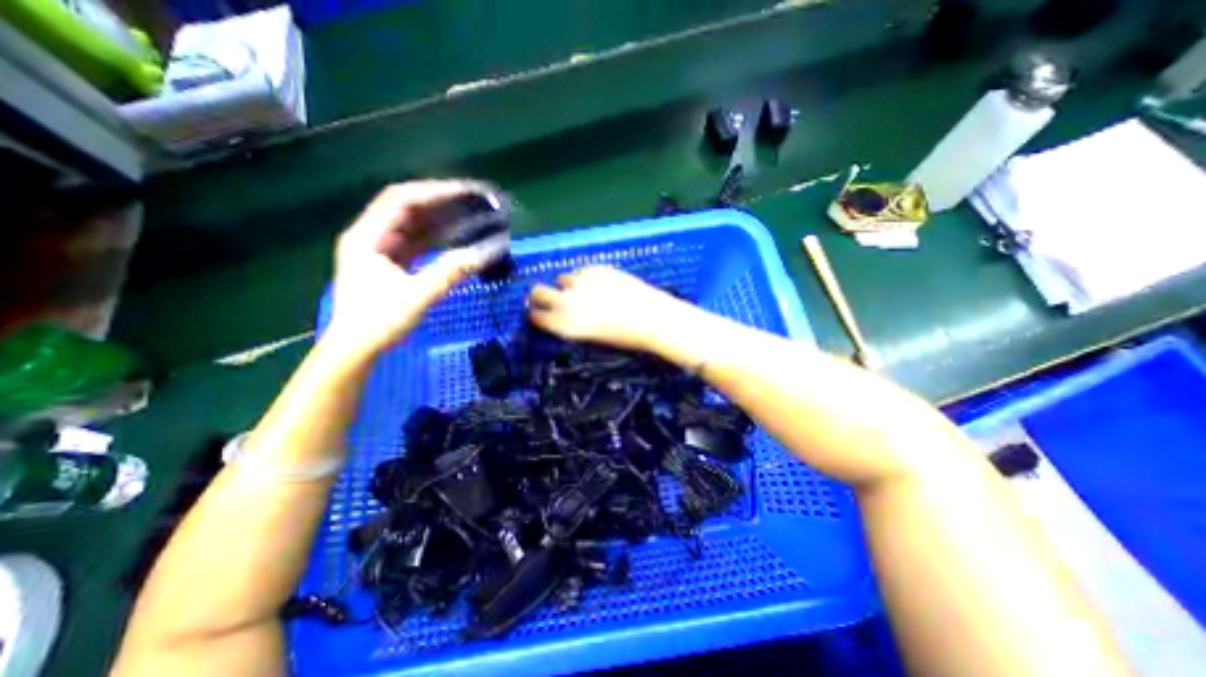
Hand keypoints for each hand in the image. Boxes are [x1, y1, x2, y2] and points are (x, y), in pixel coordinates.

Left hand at [328, 180, 484, 359]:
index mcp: (367, 237)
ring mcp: (380, 249)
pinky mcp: (391, 263)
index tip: (466, 192)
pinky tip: (457, 236)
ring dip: (441, 219)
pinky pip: (416, 242)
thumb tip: (484, 253)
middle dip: (441, 202)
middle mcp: (371, 236)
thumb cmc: (379, 322)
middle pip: (407, 208)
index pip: (400, 200)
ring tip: (470, 215)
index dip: (434, 192)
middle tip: (473, 202)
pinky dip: (437, 238)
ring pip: (413, 224)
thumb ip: (450, 272)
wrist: (356, 349)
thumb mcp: (417, 297)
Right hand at [530, 265, 686, 351]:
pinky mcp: (596, 269)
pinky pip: (583, 271)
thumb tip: (563, 314)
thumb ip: (572, 325)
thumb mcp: (591, 338)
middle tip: (549, 296)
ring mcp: (581, 283)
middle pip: (538, 292)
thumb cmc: (625, 337)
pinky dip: (587, 277)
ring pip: (562, 278)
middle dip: (540, 294)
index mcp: (565, 326)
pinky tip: (602, 285)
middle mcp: (567, 303)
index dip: (537, 313)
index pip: (537, 316)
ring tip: (586, 291)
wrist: (652, 319)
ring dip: (569, 285)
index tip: (540, 312)